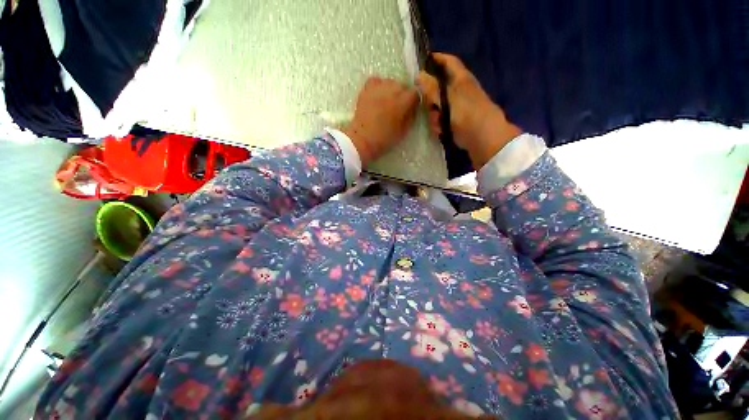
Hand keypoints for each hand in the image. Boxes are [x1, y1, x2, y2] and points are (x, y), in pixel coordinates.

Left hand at [343, 77, 419, 166]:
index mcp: (404, 101)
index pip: (415, 93)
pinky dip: (379, 86)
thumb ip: (411, 115)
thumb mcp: (404, 130)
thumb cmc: (385, 138)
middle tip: (397, 108)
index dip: (413, 101)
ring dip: (391, 90)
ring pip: (390, 82)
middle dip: (402, 95)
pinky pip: (376, 81)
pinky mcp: (367, 88)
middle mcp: (393, 89)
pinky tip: (377, 96)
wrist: (363, 139)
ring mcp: (379, 87)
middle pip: (403, 86)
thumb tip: (414, 106)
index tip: (410, 108)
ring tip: (386, 102)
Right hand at [417, 53, 521, 168]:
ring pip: (440, 106)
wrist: (485, 139)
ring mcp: (461, 106)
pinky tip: (442, 132)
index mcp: (462, 80)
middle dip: (432, 99)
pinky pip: (445, 119)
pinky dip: (441, 124)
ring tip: (438, 125)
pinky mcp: (460, 120)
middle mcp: (462, 90)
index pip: (449, 62)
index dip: (437, 58)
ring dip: (435, 116)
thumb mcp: (448, 100)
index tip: (423, 61)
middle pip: (440, 88)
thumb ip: (433, 89)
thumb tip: (419, 75)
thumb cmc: (467, 115)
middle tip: (428, 107)